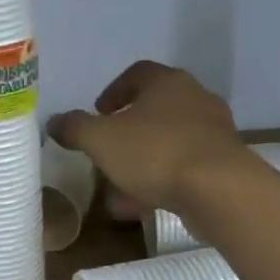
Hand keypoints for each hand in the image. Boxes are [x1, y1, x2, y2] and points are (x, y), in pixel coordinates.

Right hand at [47, 60, 248, 213]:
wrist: (219, 190)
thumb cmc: (155, 153)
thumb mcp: (101, 140)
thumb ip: (75, 128)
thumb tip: (55, 121)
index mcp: (167, 82)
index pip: (137, 73)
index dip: (113, 91)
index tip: (98, 113)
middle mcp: (195, 98)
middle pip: (155, 108)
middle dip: (128, 130)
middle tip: (108, 148)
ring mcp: (214, 131)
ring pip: (169, 141)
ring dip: (143, 160)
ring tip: (119, 186)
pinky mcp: (225, 163)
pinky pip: (185, 167)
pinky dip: (162, 180)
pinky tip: (142, 206)